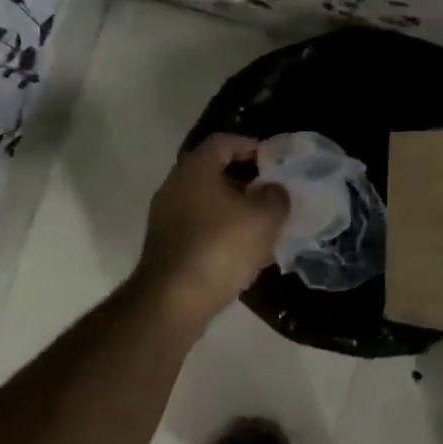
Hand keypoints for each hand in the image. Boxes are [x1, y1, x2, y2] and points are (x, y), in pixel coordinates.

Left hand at [132, 134, 287, 329]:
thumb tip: (274, 190)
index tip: (274, 161)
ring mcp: (166, 217)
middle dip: (246, 181)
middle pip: (214, 172)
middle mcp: (175, 186)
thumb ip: (276, 197)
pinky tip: (243, 251)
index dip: (251, 146)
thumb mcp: (263, 218)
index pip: (223, 142)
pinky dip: (221, 231)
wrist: (172, 301)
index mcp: (195, 169)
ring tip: (263, 225)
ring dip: (235, 209)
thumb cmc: (220, 248)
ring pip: (207, 202)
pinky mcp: (166, 245)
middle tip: (272, 194)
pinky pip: (199, 227)